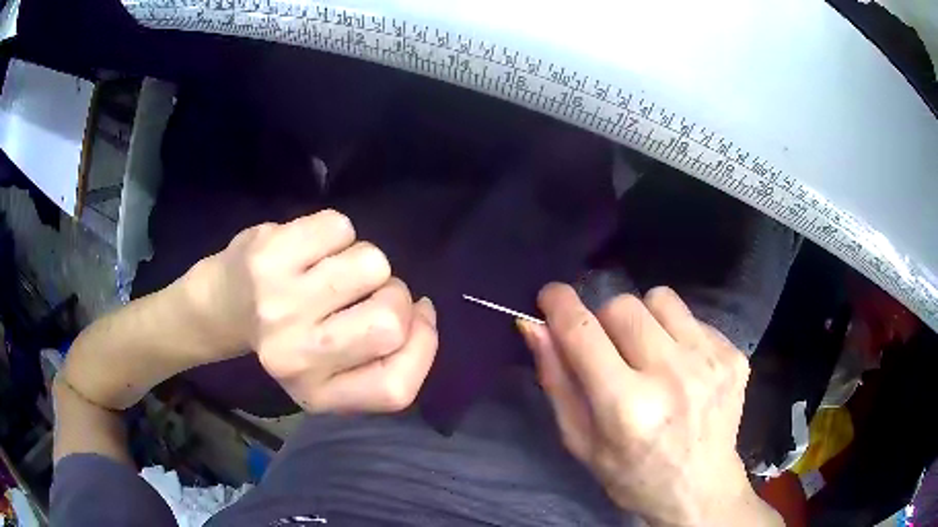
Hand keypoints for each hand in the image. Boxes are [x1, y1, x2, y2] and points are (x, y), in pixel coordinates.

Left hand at [185, 210, 437, 413]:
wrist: (221, 304)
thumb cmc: (285, 336)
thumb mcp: (333, 372)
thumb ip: (382, 361)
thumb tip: (423, 311)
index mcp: (316, 394)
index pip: (398, 388)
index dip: (423, 346)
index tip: (418, 317)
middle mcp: (295, 356)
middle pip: (391, 321)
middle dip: (395, 294)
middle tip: (365, 292)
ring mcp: (279, 302)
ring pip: (372, 264)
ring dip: (364, 260)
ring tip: (331, 269)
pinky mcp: (269, 252)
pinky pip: (341, 227)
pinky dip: (336, 232)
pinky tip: (311, 248)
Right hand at [518, 284, 779, 526]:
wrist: (700, 488)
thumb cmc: (632, 474)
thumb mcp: (581, 441)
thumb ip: (557, 381)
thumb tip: (535, 326)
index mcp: (626, 407)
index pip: (583, 332)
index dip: (559, 305)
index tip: (550, 296)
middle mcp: (672, 376)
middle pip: (622, 306)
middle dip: (605, 321)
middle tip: (610, 351)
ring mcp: (710, 361)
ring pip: (660, 299)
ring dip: (644, 320)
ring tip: (650, 355)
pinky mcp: (733, 355)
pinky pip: (692, 318)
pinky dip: (677, 335)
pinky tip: (682, 370)